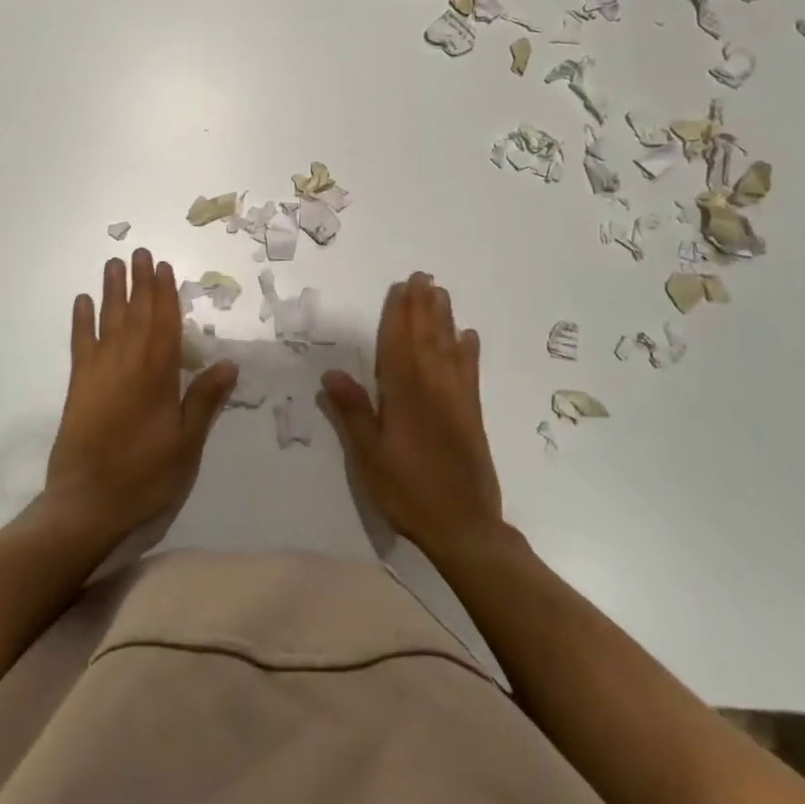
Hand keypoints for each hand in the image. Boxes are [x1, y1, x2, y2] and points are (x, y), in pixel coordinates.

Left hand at [45, 248, 237, 547]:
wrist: (86, 504)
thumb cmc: (145, 474)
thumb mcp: (186, 443)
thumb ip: (204, 400)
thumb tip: (229, 363)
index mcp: (158, 373)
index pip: (165, 322)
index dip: (165, 293)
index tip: (164, 267)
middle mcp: (128, 361)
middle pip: (136, 312)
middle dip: (140, 281)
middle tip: (140, 252)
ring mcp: (99, 370)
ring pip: (108, 319)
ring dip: (111, 290)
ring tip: (113, 264)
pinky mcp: (78, 385)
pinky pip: (80, 342)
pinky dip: (81, 320)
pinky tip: (82, 302)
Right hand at [321, 272, 503, 558]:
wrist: (464, 526)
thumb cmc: (408, 491)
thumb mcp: (369, 457)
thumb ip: (353, 412)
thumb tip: (331, 372)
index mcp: (404, 394)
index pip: (397, 344)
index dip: (397, 314)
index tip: (399, 287)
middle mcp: (432, 387)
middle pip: (425, 337)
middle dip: (422, 306)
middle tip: (423, 277)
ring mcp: (456, 398)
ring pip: (448, 347)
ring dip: (444, 318)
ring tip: (441, 293)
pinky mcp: (472, 413)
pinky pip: (470, 372)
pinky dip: (468, 351)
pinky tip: (468, 336)